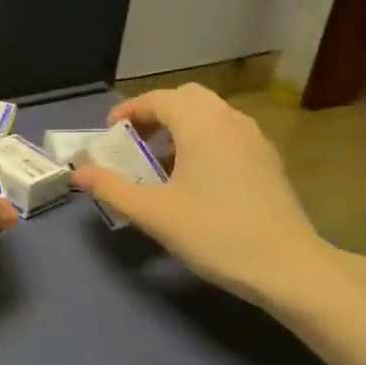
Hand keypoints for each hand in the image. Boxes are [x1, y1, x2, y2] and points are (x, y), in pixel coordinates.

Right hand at [71, 85, 333, 306]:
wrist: (287, 265)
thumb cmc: (214, 233)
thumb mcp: (154, 213)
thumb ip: (112, 188)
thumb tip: (78, 172)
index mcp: (201, 124)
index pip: (158, 99)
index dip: (129, 112)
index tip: (109, 134)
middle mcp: (230, 119)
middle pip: (187, 99)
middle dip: (156, 114)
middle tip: (135, 143)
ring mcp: (254, 138)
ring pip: (211, 115)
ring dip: (181, 128)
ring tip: (161, 163)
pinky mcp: (267, 160)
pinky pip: (228, 134)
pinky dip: (204, 141)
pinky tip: (196, 179)